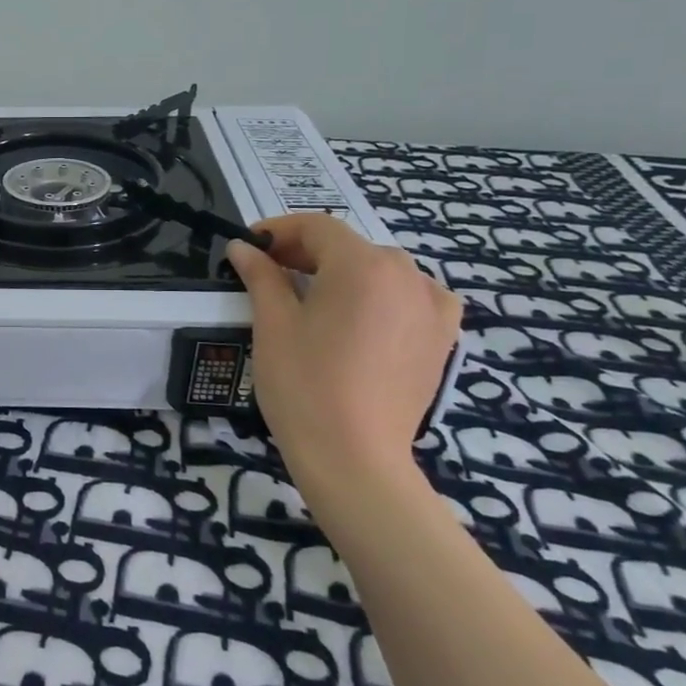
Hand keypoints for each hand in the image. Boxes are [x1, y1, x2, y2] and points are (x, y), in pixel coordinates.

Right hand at [227, 214, 461, 482]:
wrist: (354, 458)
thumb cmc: (304, 384)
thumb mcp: (273, 324)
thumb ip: (261, 276)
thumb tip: (242, 248)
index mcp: (362, 265)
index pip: (317, 228)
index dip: (279, 230)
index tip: (250, 246)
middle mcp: (406, 274)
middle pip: (350, 247)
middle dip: (307, 253)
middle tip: (270, 273)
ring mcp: (432, 307)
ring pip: (381, 270)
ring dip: (344, 273)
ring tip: (313, 297)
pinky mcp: (443, 338)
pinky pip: (414, 297)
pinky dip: (386, 295)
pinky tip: (367, 314)